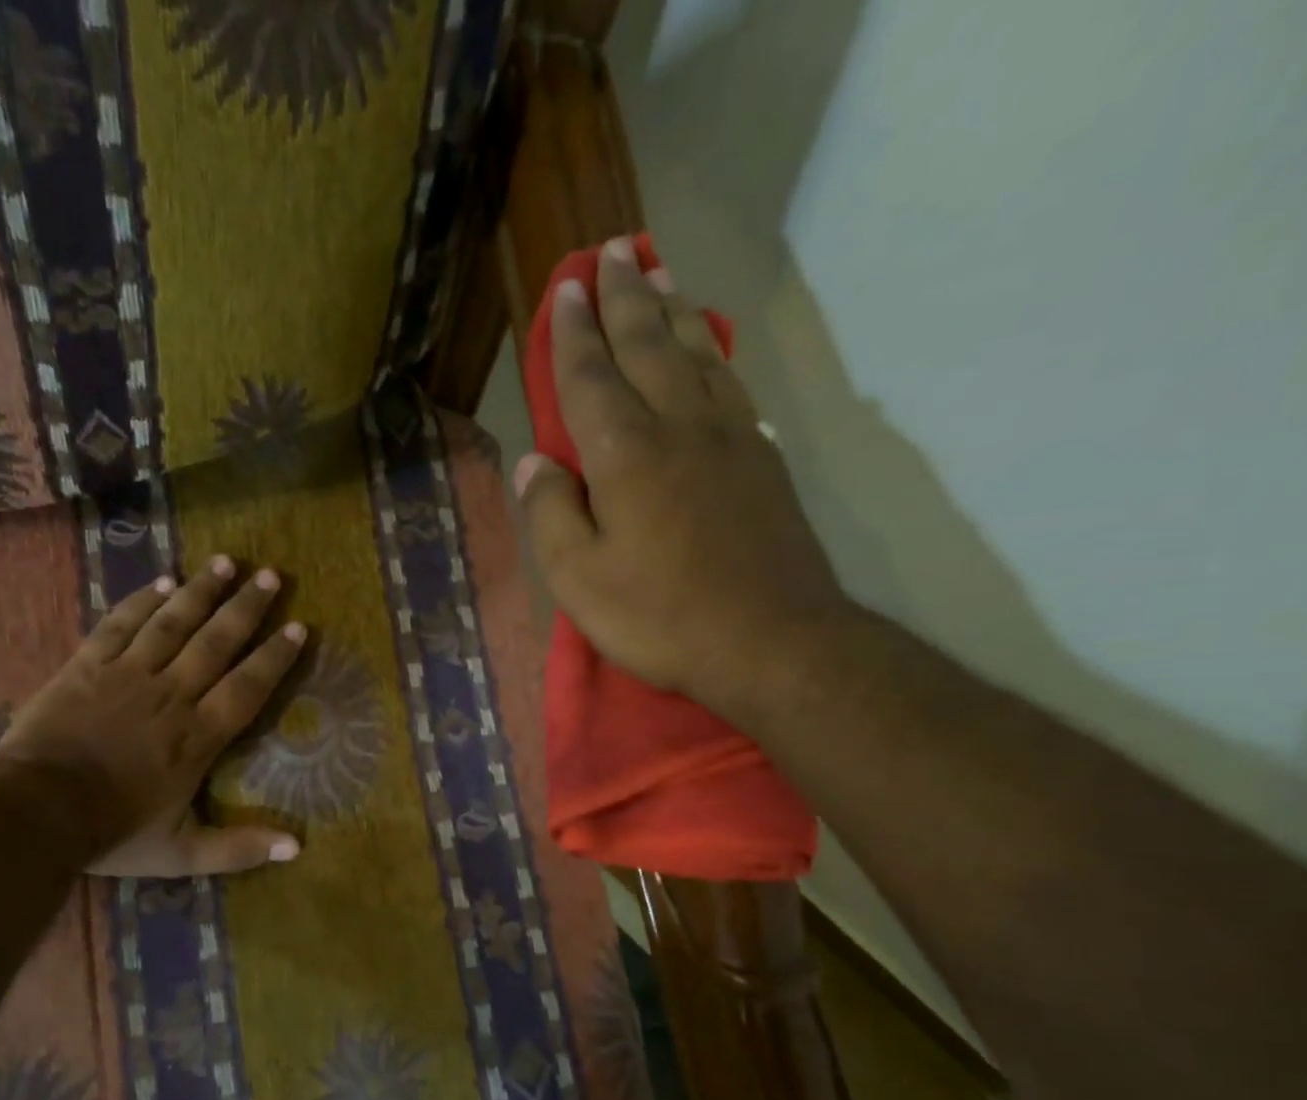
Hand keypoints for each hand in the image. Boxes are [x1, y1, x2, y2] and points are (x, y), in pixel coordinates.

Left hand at [0, 555, 307, 877]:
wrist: (34, 813)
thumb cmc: (112, 832)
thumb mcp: (182, 854)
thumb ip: (238, 848)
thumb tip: (297, 849)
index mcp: (198, 737)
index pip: (247, 688)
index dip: (274, 657)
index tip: (298, 627)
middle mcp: (171, 695)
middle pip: (216, 643)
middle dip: (246, 608)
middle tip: (270, 575)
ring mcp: (128, 675)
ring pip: (172, 623)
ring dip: (201, 591)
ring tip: (225, 562)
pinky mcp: (88, 666)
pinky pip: (120, 625)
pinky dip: (142, 602)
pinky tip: (162, 582)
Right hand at [515, 237, 852, 723]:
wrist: (771, 642)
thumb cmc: (660, 617)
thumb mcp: (579, 580)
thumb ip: (551, 515)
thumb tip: (535, 463)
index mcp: (626, 454)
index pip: (591, 377)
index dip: (573, 333)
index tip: (565, 290)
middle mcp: (678, 426)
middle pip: (647, 345)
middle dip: (623, 297)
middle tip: (610, 252)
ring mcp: (728, 437)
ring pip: (695, 353)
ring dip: (672, 309)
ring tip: (658, 272)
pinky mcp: (761, 459)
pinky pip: (730, 383)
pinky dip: (712, 350)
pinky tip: (706, 344)